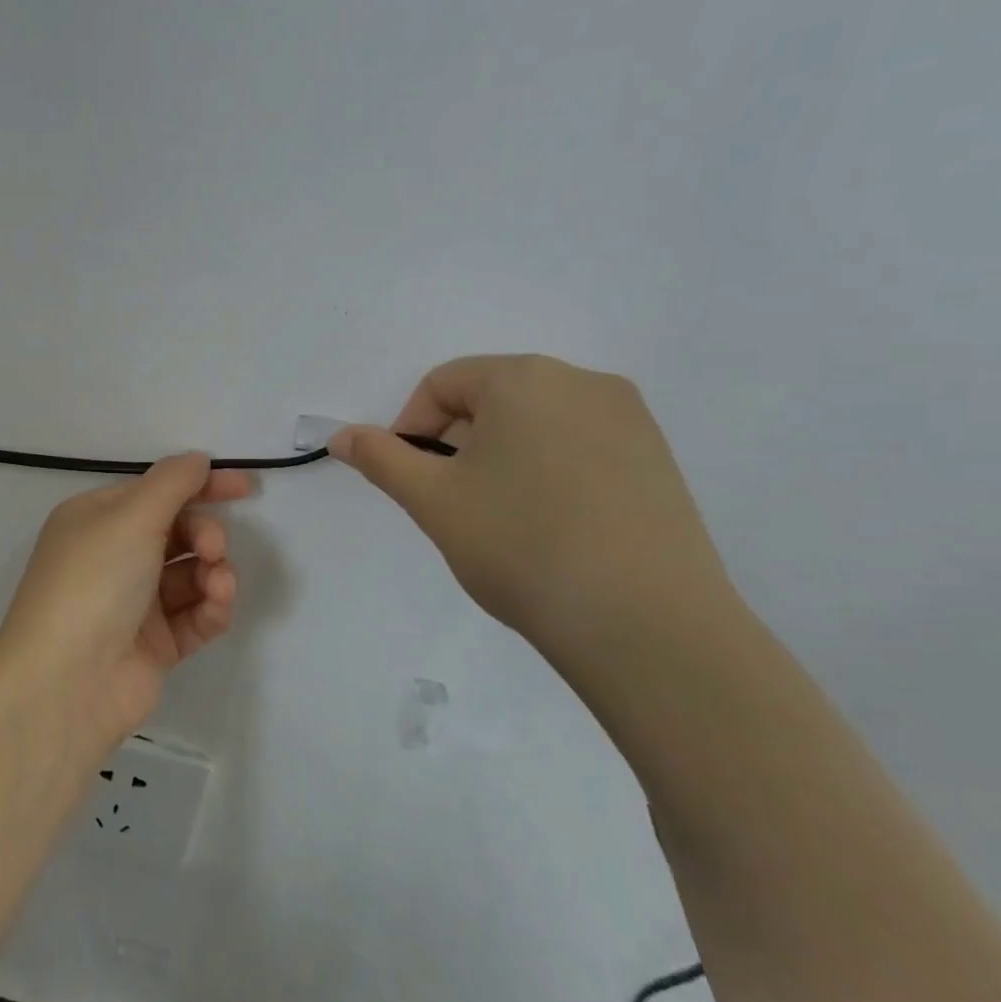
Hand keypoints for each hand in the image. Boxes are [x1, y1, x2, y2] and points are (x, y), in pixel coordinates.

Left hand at [0, 454, 248, 755]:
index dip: (201, 486)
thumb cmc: (93, 584)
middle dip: (205, 534)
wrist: (66, 683)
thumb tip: (197, 460)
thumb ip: (172, 483)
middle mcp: (113, 557)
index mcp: (97, 520)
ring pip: (191, 574)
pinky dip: (211, 607)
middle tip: (212, 548)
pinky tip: (216, 604)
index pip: (156, 492)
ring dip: (213, 572)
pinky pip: (195, 616)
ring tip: (216, 582)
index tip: (246, 487)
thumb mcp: (130, 518)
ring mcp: (134, 603)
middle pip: (177, 532)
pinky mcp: (155, 644)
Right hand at [331, 355, 732, 655]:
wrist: (644, 623)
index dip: (410, 428)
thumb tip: (341, 436)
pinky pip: (579, 448)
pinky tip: (548, 527)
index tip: (412, 481)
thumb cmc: (519, 543)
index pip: (443, 384)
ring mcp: (630, 421)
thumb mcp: (432, 499)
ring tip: (498, 519)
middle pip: (491, 398)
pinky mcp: (658, 461)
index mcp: (525, 378)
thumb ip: (380, 458)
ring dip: (498, 459)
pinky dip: (546, 473)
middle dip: (455, 443)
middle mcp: (583, 382)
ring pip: (535, 425)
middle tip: (449, 503)